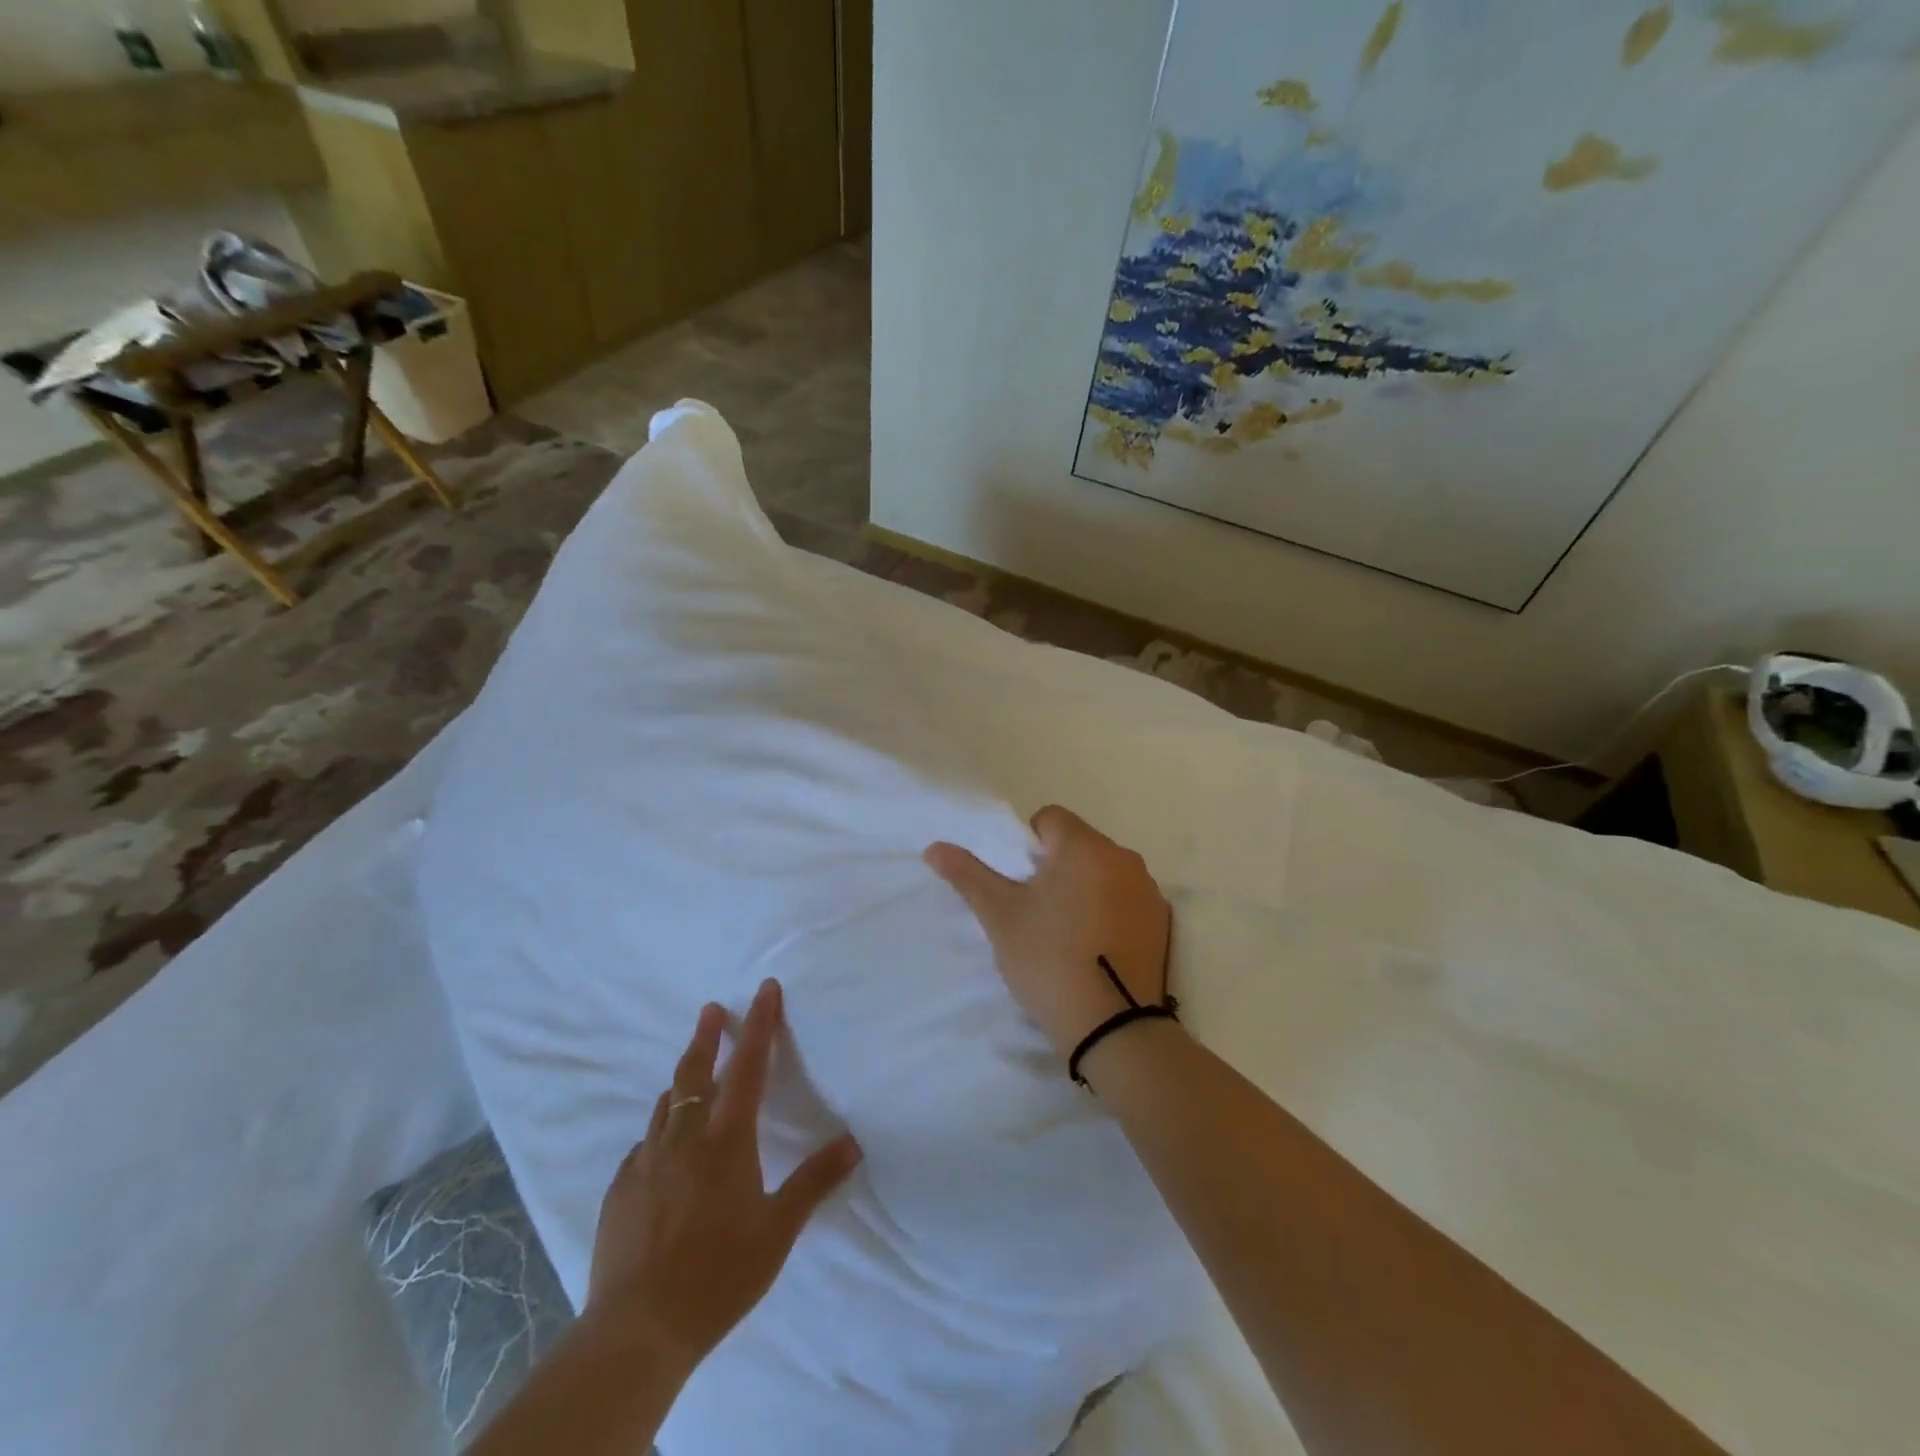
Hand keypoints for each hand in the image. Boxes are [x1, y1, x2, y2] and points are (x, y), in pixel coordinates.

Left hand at [587, 979, 861, 1373]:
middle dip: (707, 1036)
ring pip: (665, 1106)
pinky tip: (662, 1152)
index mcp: (725, 1140)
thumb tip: (853, 1142)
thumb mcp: (778, 1230)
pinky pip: (642, 1147)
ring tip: (691, 1076)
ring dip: (682, 1082)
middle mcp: (683, 1139)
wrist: (637, 1331)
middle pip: (694, 1073)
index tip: (765, 989)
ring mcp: (644, 1163)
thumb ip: (814, 1181)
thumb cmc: (719, 1275)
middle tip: (711, 1009)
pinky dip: (659, 1133)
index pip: (748, 1067)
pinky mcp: (619, 1191)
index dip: (760, 1024)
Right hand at [925, 805, 1171, 1060]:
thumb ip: (968, 874)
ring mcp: (1148, 890)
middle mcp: (1123, 857)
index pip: (1050, 818)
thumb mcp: (999, 916)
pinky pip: (1127, 899)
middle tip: (1038, 911)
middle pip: (1079, 844)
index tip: (1021, 884)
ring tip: (1068, 934)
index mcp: (1084, 846)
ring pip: (1104, 871)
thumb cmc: (1048, 959)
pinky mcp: (1162, 922)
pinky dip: (1111, 910)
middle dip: (1056, 866)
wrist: (1113, 1026)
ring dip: (1085, 887)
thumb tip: (934, 847)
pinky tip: (1097, 948)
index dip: (1028, 844)